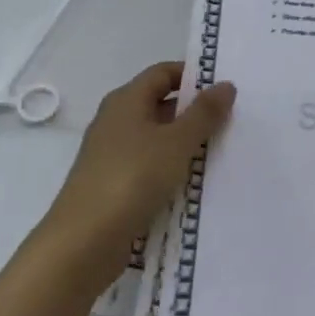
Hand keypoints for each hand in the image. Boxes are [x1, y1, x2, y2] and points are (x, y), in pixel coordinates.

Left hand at [38, 62, 235, 297]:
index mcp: (126, 100)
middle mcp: (115, 121)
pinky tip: (193, 183)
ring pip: (156, 138)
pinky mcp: (113, 184)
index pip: (162, 72)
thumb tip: (225, 84)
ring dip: (185, 143)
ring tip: (219, 153)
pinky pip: (149, 166)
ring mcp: (111, 154)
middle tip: (231, 122)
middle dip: (194, 112)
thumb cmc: (132, 179)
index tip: (224, 91)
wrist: (83, 242)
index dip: (193, 76)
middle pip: (160, 104)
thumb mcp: (177, 142)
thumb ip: (204, 113)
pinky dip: (171, 169)